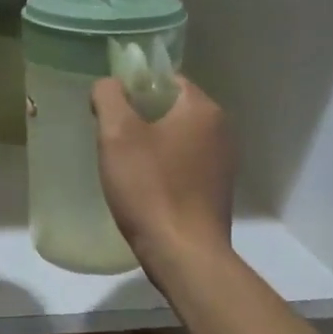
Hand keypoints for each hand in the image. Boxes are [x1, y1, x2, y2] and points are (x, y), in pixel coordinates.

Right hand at [92, 75, 232, 278]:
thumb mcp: (117, 134)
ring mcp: (223, 162)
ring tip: (124, 166)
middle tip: (111, 139)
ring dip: (151, 145)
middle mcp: (221, 129)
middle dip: (141, 118)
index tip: (111, 111)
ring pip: (177, 138)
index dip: (135, 88)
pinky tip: (145, 188)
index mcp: (202, 109)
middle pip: (172, 108)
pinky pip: (185, 164)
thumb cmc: (150, 188)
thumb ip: (109, 96)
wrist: (184, 254)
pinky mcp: (217, 189)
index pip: (167, 79)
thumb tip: (109, 85)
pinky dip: (164, 168)